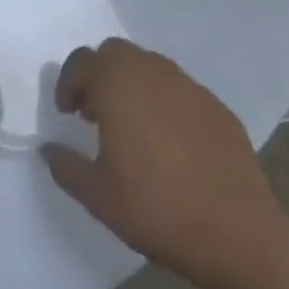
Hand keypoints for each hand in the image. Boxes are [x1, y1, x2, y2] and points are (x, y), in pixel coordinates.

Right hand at [40, 39, 288, 288]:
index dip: (68, 83)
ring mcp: (189, 87)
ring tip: (133, 126)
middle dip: (100, 75)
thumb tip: (49, 150)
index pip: (81, 62)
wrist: (238, 235)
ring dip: (133, 86)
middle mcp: (151, 71)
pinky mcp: (218, 108)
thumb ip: (66, 166)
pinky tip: (171, 143)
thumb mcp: (97, 195)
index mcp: (116, 82)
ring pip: (150, 68)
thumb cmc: (157, 208)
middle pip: (115, 54)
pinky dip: (166, 104)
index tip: (67, 113)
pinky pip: (180, 92)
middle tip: (96, 112)